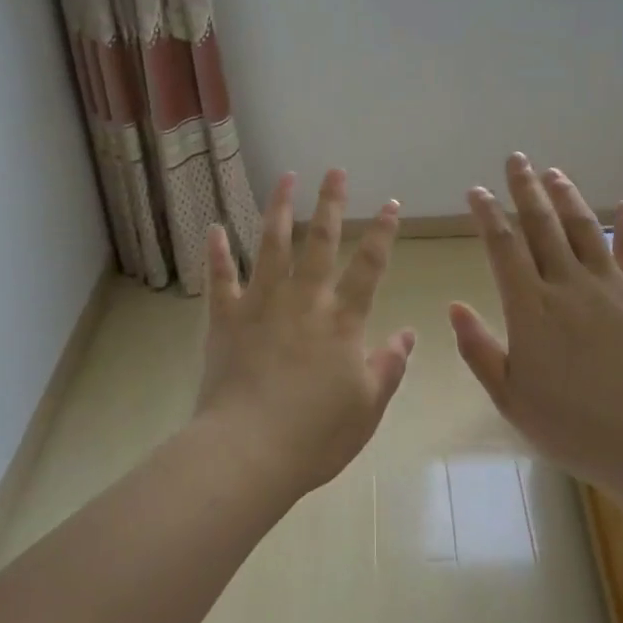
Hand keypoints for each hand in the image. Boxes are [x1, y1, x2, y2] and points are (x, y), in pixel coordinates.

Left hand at [195, 170, 416, 494]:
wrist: (248, 451)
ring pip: (271, 245)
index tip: (391, 204)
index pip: (369, 267)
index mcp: (341, 321)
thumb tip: (407, 334)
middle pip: (319, 242)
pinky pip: (220, 278)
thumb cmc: (315, 435)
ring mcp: (260, 305)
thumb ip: (389, 366)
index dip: (382, 233)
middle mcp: (303, 301)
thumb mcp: (367, 407)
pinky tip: (215, 227)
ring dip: (278, 209)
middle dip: (330, 203)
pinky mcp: (225, 319)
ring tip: (284, 178)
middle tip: (334, 171)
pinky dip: (217, 252)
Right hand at [449, 155, 622, 490]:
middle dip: (526, 188)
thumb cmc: (570, 425)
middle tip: (516, 159)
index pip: (504, 247)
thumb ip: (479, 349)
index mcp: (531, 308)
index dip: (489, 215)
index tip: (478, 191)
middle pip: (543, 225)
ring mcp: (611, 287)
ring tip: (555, 173)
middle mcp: (568, 285)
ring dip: (568, 197)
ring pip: (585, 229)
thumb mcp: (510, 396)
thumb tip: (455, 306)